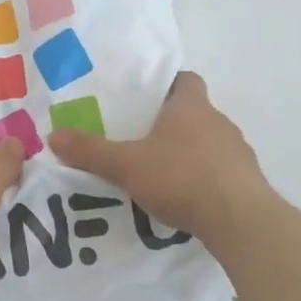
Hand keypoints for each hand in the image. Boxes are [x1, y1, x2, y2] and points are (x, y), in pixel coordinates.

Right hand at [50, 72, 268, 242]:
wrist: (240, 220)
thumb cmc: (181, 177)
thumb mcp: (126, 165)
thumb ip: (90, 151)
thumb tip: (53, 136)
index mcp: (191, 106)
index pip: (185, 80)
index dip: (166, 85)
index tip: (145, 99)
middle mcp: (218, 121)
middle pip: (194, 113)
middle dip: (170, 123)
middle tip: (140, 139)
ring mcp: (237, 151)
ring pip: (208, 143)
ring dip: (188, 153)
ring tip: (160, 173)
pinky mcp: (248, 181)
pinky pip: (221, 171)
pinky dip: (204, 179)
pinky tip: (185, 199)